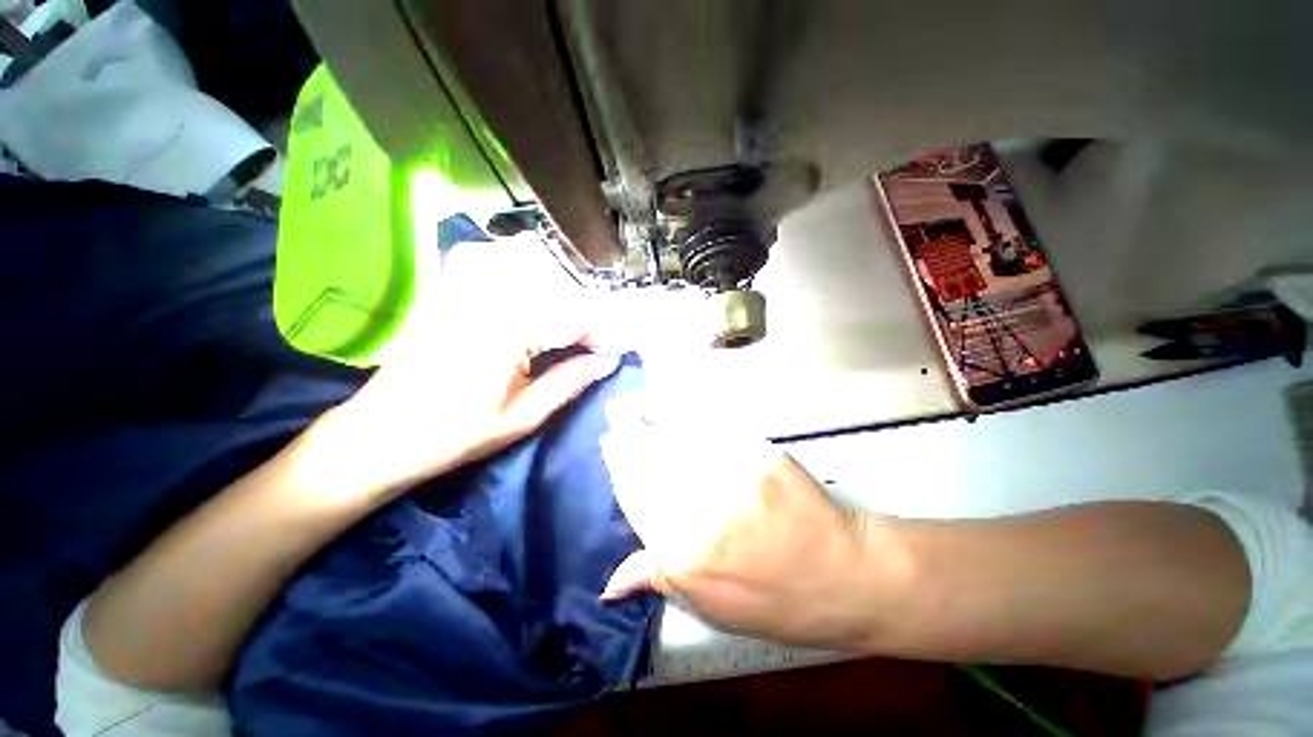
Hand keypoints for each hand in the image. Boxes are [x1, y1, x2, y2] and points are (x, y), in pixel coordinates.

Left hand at [328, 239, 620, 496]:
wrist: (379, 432)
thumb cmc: (452, 435)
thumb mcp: (522, 417)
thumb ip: (571, 381)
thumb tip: (610, 359)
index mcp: (505, 329)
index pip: (577, 315)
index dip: (606, 333)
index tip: (619, 352)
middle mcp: (486, 292)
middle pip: (563, 290)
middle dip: (590, 319)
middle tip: (601, 347)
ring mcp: (464, 280)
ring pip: (539, 270)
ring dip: (565, 298)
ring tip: (575, 332)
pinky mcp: (451, 281)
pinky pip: (504, 261)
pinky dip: (531, 276)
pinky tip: (537, 298)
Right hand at [599, 395, 892, 649]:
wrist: (846, 574)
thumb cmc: (778, 601)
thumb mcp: (713, 607)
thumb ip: (658, 579)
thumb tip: (608, 583)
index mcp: (683, 554)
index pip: (635, 495)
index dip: (619, 465)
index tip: (609, 443)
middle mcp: (701, 509)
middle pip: (650, 460)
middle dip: (627, 434)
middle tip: (614, 414)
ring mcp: (732, 474)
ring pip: (675, 438)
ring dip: (649, 417)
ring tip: (631, 404)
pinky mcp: (758, 453)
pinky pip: (710, 428)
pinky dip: (685, 414)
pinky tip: (672, 405)